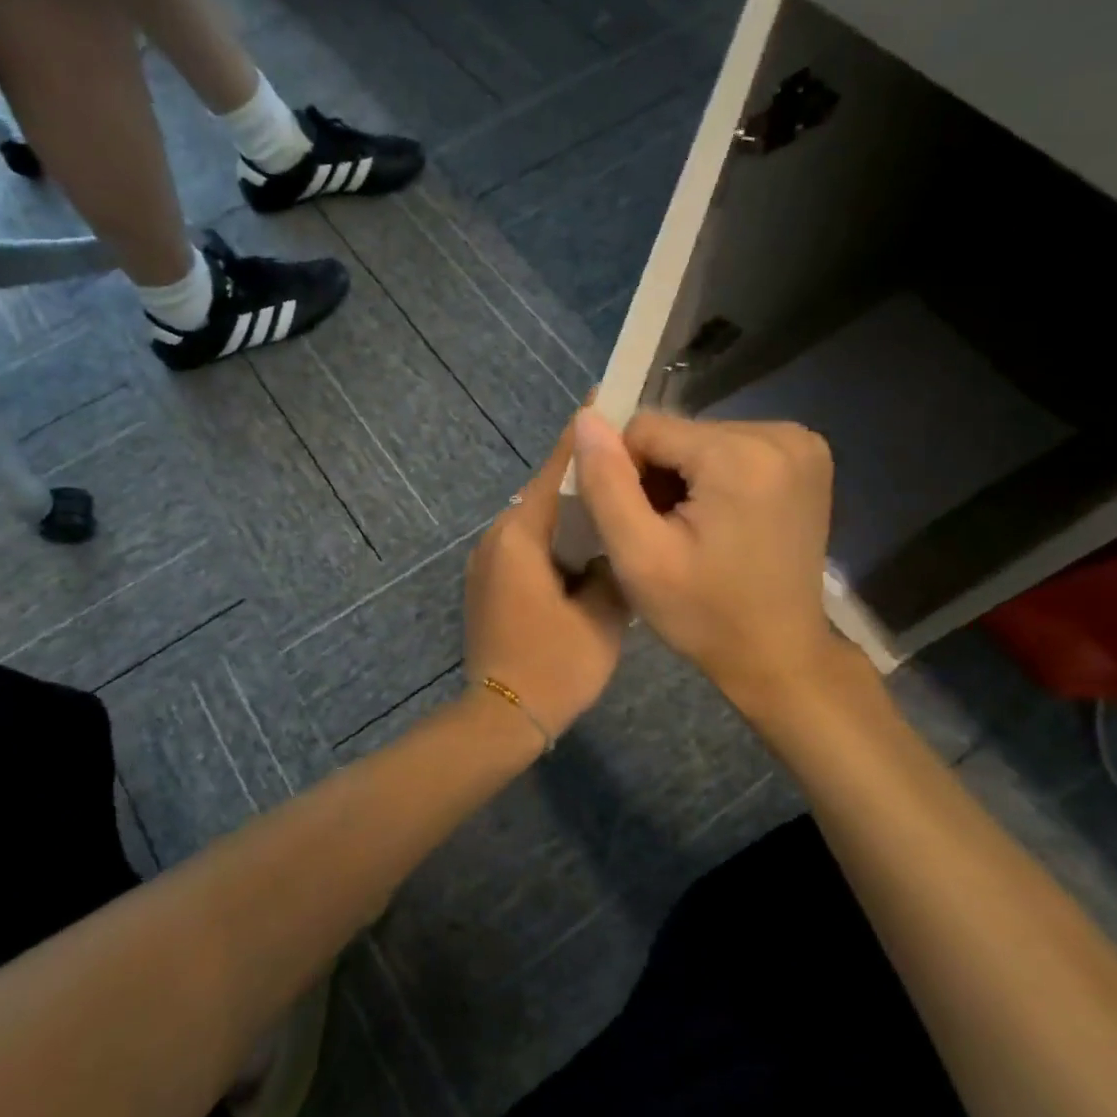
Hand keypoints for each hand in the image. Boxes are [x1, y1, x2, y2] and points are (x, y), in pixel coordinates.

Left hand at [465, 420, 631, 737]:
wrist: (501, 715)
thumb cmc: (554, 666)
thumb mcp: (602, 617)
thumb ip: (611, 568)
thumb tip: (613, 545)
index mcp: (521, 535)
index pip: (556, 472)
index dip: (582, 437)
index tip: (605, 401)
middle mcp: (497, 536)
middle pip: (545, 490)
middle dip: (583, 473)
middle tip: (627, 457)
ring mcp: (488, 558)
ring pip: (536, 516)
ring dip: (570, 506)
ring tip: (614, 496)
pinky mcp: (489, 579)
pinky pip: (527, 541)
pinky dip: (555, 533)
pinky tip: (586, 541)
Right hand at [570, 408, 854, 716]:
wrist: (779, 655)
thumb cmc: (704, 614)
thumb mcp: (639, 555)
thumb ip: (606, 482)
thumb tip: (586, 417)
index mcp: (740, 455)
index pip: (645, 429)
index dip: (627, 475)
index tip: (641, 526)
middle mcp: (780, 434)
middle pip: (676, 433)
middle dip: (658, 477)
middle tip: (664, 534)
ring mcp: (800, 444)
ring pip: (699, 440)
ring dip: (683, 479)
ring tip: (690, 532)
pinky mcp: (805, 456)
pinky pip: (730, 448)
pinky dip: (712, 479)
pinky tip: (717, 522)